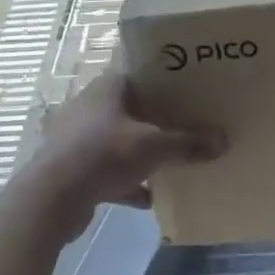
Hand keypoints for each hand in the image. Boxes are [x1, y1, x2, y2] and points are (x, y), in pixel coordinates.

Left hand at [18, 72, 224, 241]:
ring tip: (170, 162)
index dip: (166, 83)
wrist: (51, 198)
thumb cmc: (104, 154)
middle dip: (156, 120)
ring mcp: (79, 138)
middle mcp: (91, 106)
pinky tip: (148, 198)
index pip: (141, 75)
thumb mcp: (153, 146)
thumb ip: (188, 143)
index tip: (190, 93)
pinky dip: (127, 182)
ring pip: (119, 140)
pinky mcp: (73, 168)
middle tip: (186, 126)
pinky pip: (108, 170)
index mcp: (108, 87)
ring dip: (141, 153)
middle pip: (132, 109)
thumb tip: (223, 140)